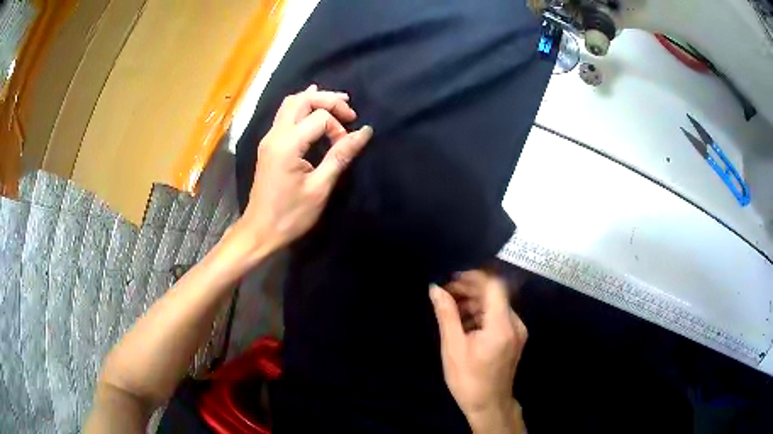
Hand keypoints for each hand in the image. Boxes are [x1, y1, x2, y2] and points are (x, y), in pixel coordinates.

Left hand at [237, 85, 372, 256]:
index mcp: (288, 144)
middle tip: (350, 112)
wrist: (260, 230)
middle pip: (303, 100)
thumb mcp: (320, 187)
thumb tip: (365, 132)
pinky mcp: (269, 144)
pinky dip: (302, 107)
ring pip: (291, 103)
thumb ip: (340, 155)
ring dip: (315, 100)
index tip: (345, 147)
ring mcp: (269, 138)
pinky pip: (285, 114)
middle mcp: (275, 134)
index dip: (338, 128)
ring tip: (338, 105)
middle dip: (329, 100)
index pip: (319, 118)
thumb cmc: (291, 215)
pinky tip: (313, 106)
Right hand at [430, 271, 527, 432]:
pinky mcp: (515, 338)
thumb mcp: (453, 347)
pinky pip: (499, 317)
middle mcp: (515, 323)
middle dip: (471, 289)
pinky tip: (464, 322)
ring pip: (496, 305)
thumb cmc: (468, 379)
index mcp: (501, 325)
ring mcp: (517, 331)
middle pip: (495, 294)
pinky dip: (482, 314)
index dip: (474, 277)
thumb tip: (435, 289)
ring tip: (451, 307)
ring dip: (475, 302)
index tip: (452, 278)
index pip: (494, 285)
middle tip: (446, 292)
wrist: (489, 404)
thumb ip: (446, 315)